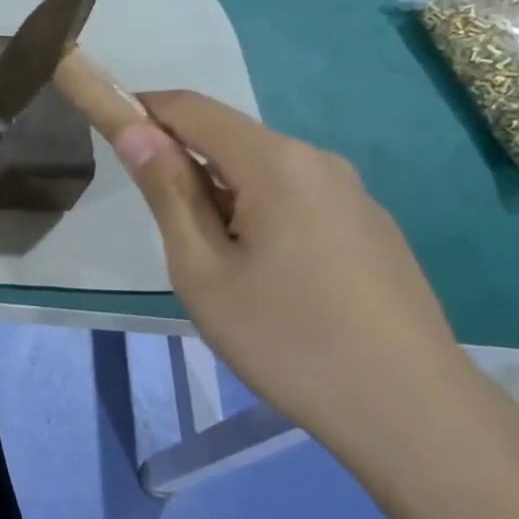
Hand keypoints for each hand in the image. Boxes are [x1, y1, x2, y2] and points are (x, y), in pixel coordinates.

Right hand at [111, 92, 483, 452]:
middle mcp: (318, 161)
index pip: (192, 109)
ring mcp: (353, 194)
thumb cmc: (287, 339)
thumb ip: (168, 193)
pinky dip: (263, 216)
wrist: (410, 410)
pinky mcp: (372, 227)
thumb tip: (135, 131)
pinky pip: (299, 201)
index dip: (143, 109)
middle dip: (186, 165)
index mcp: (275, 162)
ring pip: (266, 174)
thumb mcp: (203, 270)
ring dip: (225, 197)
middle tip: (170, 236)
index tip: (108, 130)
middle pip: (231, 140)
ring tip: (223, 271)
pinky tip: (274, 282)